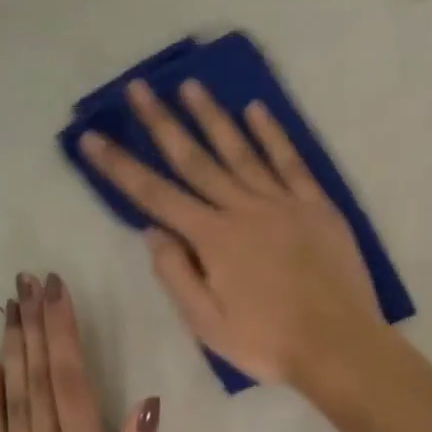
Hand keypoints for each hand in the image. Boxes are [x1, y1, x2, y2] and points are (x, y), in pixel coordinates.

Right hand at [79, 78, 384, 385]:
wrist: (339, 345)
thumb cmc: (267, 342)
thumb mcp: (206, 323)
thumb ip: (175, 273)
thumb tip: (151, 229)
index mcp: (213, 239)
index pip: (155, 195)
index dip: (120, 166)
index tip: (92, 137)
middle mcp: (244, 209)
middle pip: (195, 159)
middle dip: (162, 123)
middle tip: (138, 88)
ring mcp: (283, 203)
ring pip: (241, 151)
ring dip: (212, 116)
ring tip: (190, 85)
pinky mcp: (317, 206)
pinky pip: (291, 161)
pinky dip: (272, 134)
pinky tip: (256, 109)